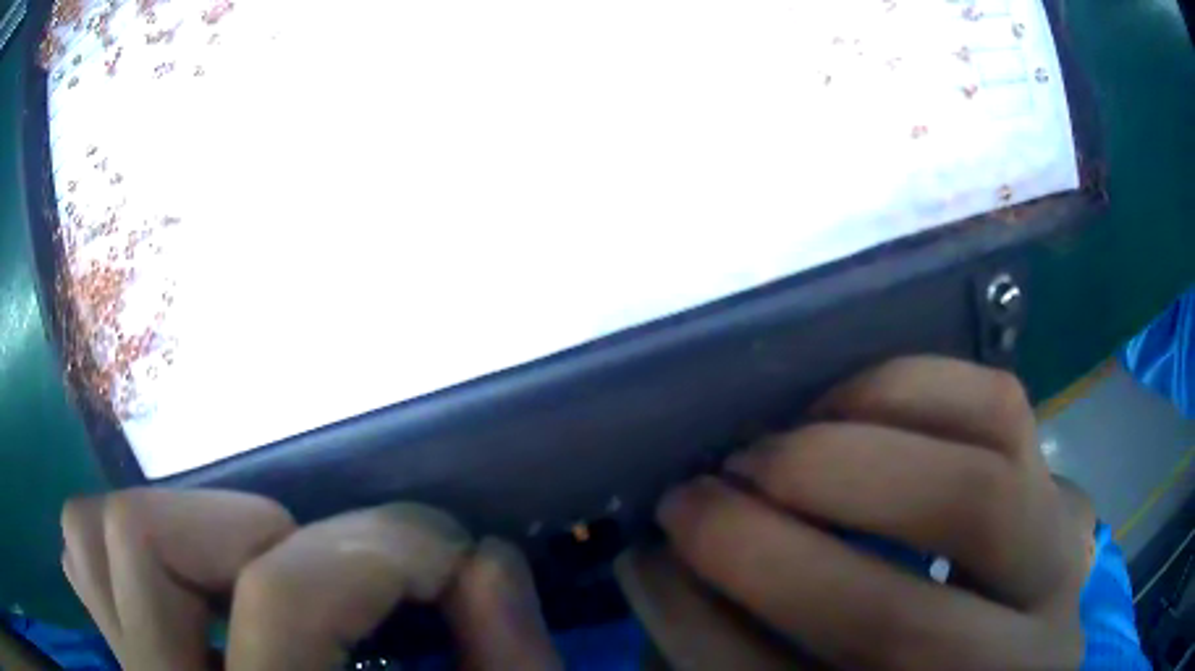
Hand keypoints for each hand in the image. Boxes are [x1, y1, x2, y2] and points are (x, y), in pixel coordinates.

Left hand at [61, 490, 560, 669]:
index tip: (449, 552)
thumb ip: (508, 664)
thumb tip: (485, 559)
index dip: (383, 549)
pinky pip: (85, 564)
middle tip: (334, 562)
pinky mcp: (129, 665)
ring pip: (94, 540)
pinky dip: (126, 551)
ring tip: (254, 565)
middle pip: (144, 545)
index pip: (286, 602)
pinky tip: (189, 586)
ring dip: (177, 525)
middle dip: (254, 528)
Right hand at [619, 356, 1087, 669]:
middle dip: (769, 554)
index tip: (643, 561)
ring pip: (977, 494)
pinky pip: (1003, 410)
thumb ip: (727, 648)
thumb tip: (657, 563)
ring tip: (767, 452)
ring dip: (848, 460)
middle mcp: (1010, 669)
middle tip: (694, 500)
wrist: (996, 658)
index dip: (699, 631)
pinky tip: (847, 404)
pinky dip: (914, 388)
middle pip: (898, 627)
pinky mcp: (1061, 490)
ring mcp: (1056, 571)